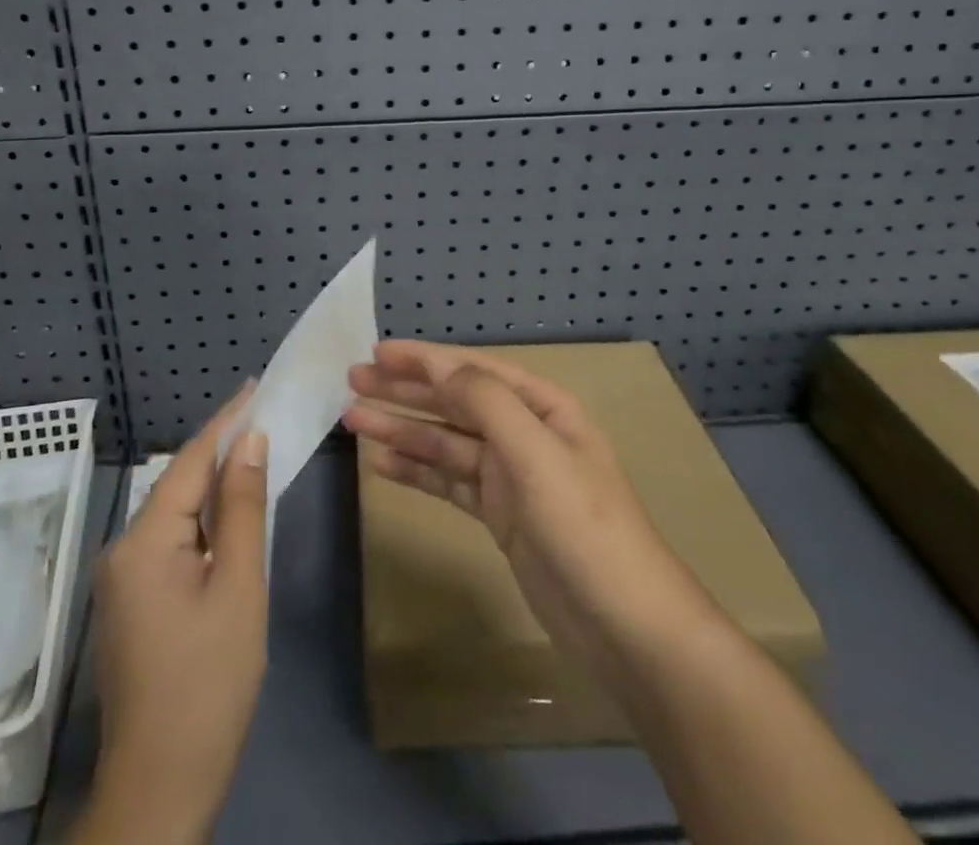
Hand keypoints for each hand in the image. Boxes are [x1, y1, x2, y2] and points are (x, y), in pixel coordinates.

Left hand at [75, 392, 268, 844]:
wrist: (160, 789)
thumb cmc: (208, 684)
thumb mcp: (239, 589)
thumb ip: (243, 510)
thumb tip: (249, 442)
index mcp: (144, 541)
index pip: (189, 462)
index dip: (224, 423)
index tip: (253, 386)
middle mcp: (123, 550)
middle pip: (179, 486)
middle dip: (220, 452)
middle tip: (262, 418)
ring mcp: (123, 580)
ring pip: (176, 516)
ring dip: (213, 488)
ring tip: (253, 457)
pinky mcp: (131, 604)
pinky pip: (171, 543)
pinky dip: (203, 523)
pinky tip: (229, 520)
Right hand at [344, 339, 714, 668]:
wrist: (626, 626)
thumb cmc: (583, 527)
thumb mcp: (536, 454)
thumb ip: (486, 403)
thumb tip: (440, 367)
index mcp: (542, 407)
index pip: (473, 370)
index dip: (424, 359)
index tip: (377, 352)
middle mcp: (523, 432)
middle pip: (453, 402)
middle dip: (404, 390)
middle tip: (353, 380)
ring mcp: (510, 475)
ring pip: (444, 442)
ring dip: (401, 430)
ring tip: (354, 419)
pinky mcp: (499, 515)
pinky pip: (448, 482)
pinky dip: (416, 471)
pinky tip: (382, 464)